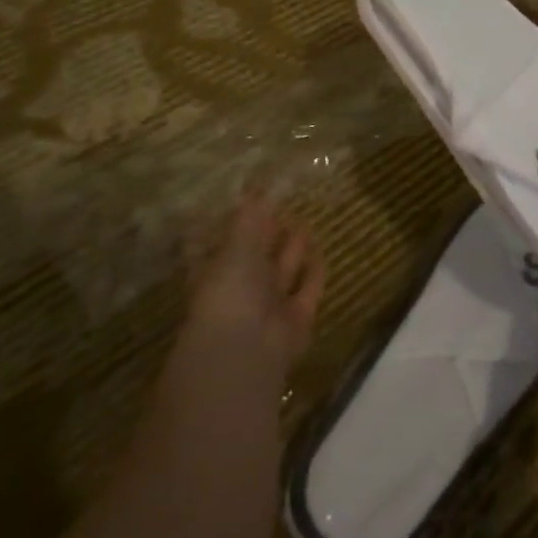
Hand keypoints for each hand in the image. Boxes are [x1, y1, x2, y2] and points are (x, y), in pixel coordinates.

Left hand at [186, 195, 323, 366]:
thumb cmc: (230, 291)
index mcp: (215, 272)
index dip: (232, 225)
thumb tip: (252, 188)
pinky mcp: (297, 319)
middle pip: (256, 258)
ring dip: (292, 250)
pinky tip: (322, 254)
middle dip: (267, 235)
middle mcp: (241, 290)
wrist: (247, 349)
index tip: (247, 201)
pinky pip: (307, 291)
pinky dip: (314, 274)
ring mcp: (268, 306)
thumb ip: (248, 218)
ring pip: (282, 273)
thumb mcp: (236, 245)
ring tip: (303, 222)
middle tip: (281, 207)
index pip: (222, 244)